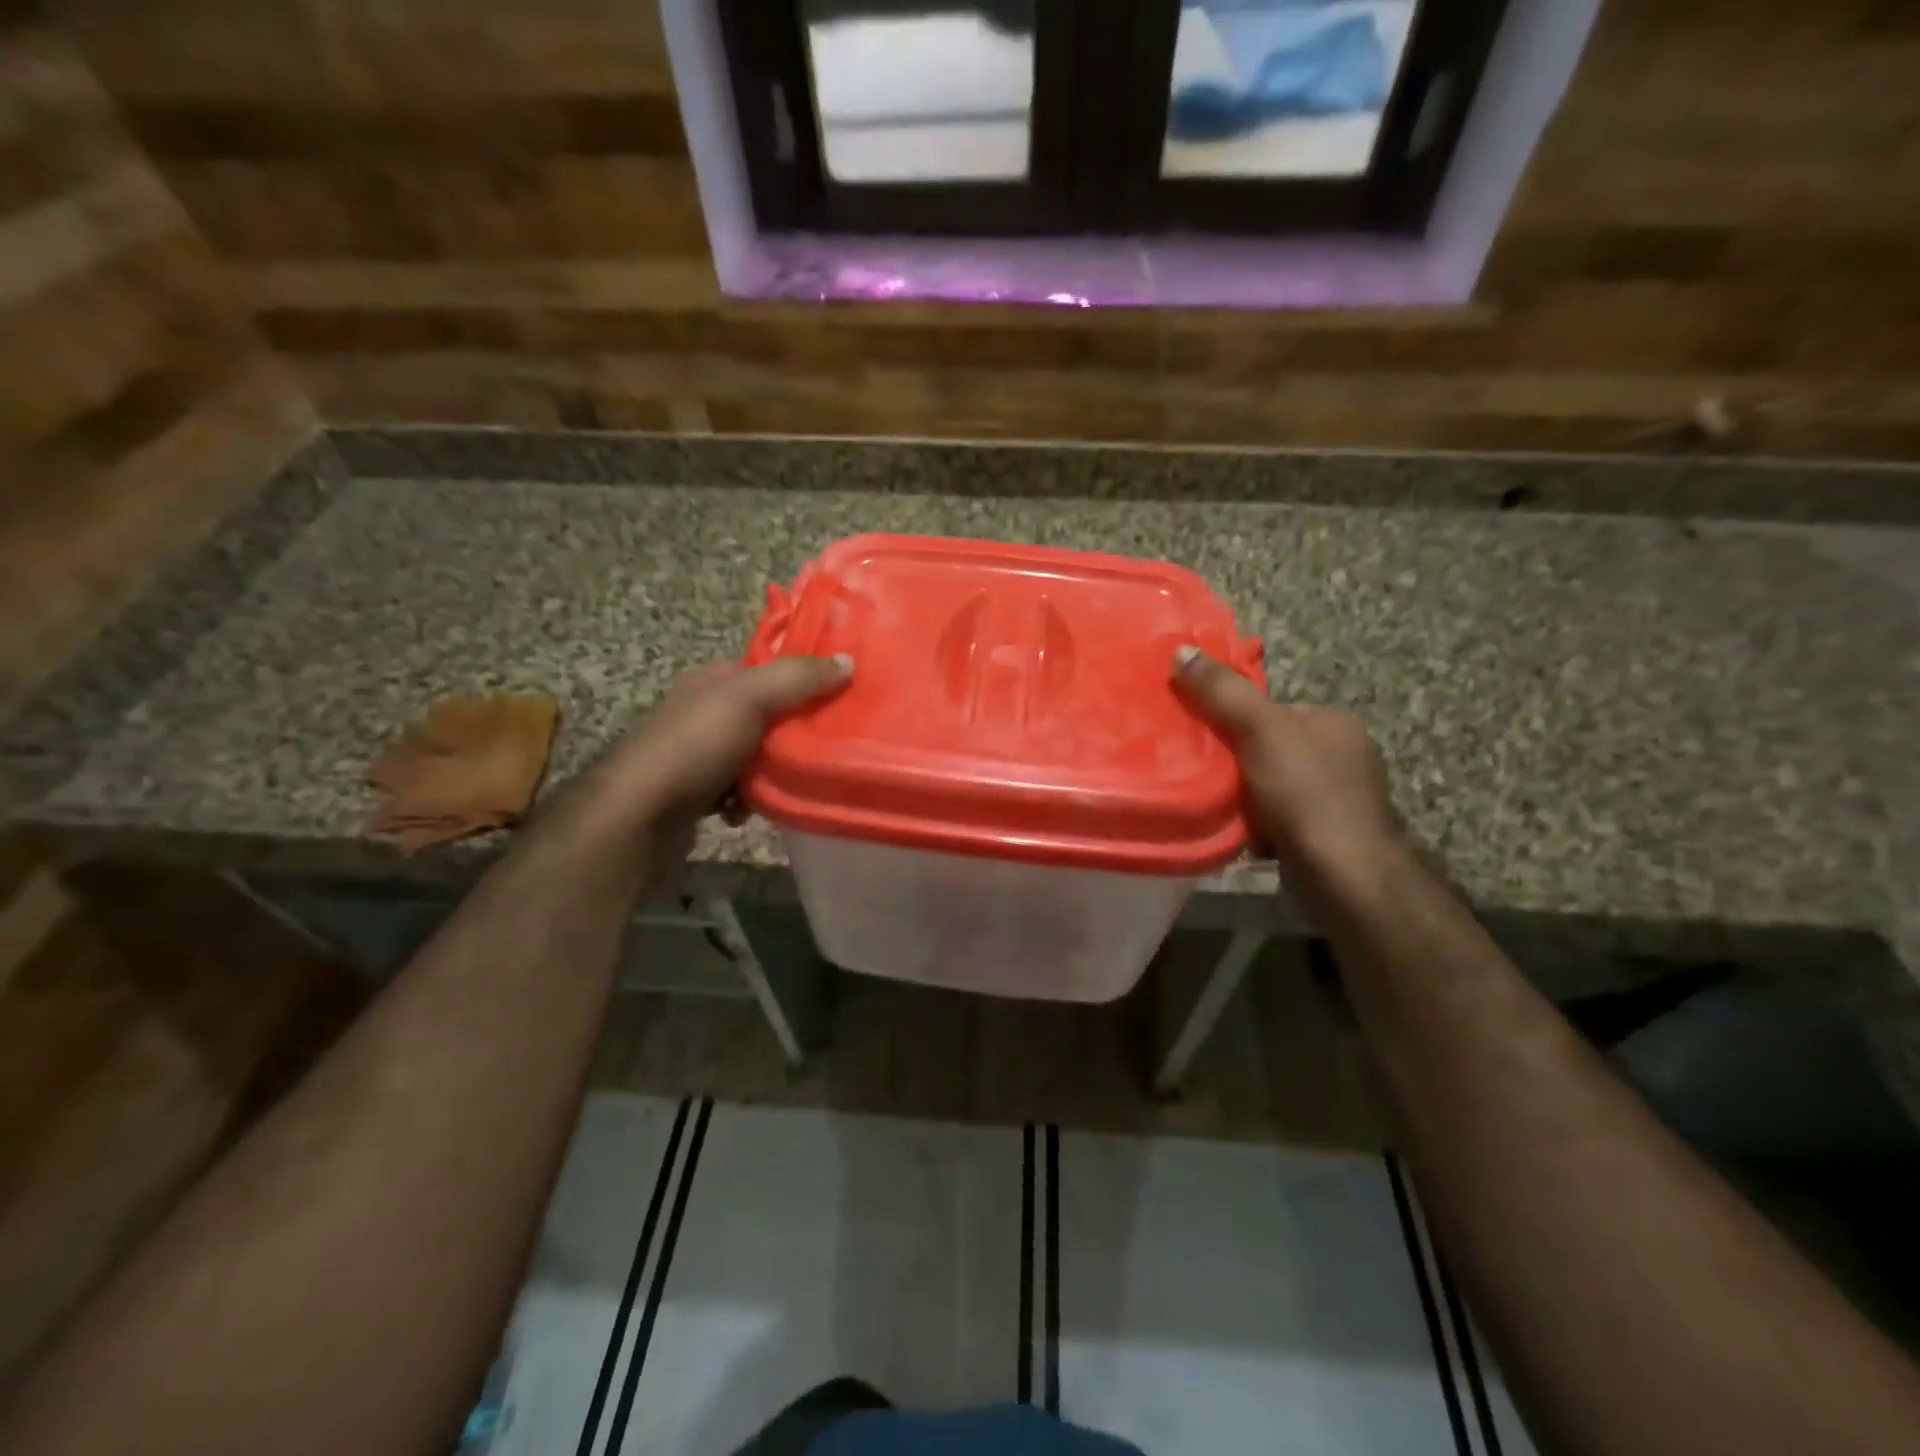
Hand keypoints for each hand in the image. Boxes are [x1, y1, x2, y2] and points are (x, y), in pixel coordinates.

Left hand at [604, 655, 853, 823]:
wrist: (639, 815)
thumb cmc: (695, 745)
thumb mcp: (751, 697)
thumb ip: (798, 678)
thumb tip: (848, 661)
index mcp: (713, 680)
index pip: (767, 670)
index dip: (803, 679)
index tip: (839, 696)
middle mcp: (704, 711)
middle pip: (767, 715)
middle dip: (792, 732)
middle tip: (823, 747)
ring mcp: (697, 753)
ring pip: (754, 756)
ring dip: (771, 773)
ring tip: (787, 783)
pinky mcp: (695, 792)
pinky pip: (736, 791)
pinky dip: (747, 801)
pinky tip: (748, 811)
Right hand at [1172, 646, 1404, 892]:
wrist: (1344, 876)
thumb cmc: (1306, 794)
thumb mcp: (1259, 731)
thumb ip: (1222, 692)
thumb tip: (1182, 649)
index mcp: (1333, 723)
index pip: (1270, 710)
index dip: (1232, 719)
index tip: (1200, 735)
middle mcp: (1341, 756)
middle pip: (1267, 747)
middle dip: (1234, 760)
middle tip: (1199, 771)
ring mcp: (1337, 799)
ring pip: (1268, 785)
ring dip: (1241, 796)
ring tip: (1211, 804)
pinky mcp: (1325, 836)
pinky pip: (1276, 819)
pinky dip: (1255, 825)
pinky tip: (1237, 833)